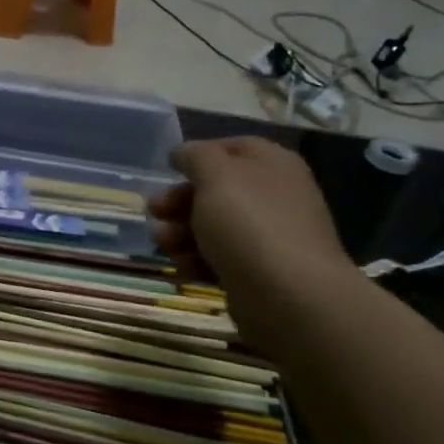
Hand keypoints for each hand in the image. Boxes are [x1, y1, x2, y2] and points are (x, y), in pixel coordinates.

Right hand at [149, 138, 356, 329]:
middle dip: (181, 201)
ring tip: (164, 245)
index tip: (169, 170)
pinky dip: (198, 261)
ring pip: (214, 227)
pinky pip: (221, 259)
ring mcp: (269, 236)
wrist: (288, 296)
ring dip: (182, 233)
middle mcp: (275, 196)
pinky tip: (184, 269)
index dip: (198, 155)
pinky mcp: (259, 272)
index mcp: (272, 164)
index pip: (232, 148)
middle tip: (155, 211)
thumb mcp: (216, 175)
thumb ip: (195, 156)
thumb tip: (184, 153)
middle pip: (218, 190)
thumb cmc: (248, 223)